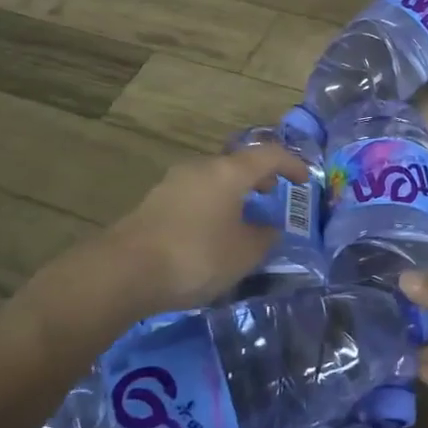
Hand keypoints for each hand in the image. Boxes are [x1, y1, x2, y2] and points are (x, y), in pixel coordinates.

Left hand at [21, 143, 306, 348]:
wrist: (122, 272)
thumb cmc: (195, 256)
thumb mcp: (244, 253)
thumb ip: (264, 237)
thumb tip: (269, 228)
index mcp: (228, 171)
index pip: (269, 154)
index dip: (292, 164)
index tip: (305, 180)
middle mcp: (201, 168)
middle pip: (237, 163)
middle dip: (258, 176)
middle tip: (272, 193)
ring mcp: (173, 184)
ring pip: (213, 179)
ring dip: (232, 192)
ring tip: (242, 217)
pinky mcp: (153, 204)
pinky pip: (194, 196)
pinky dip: (211, 205)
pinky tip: (211, 233)